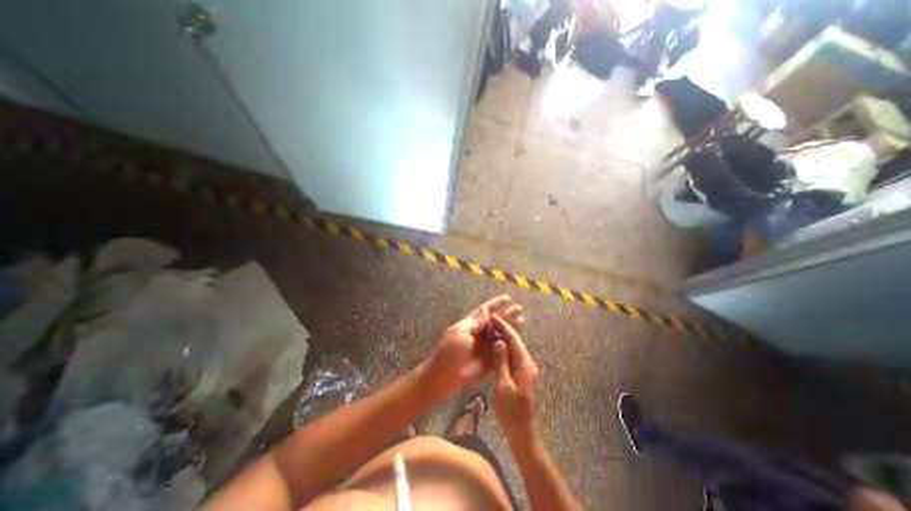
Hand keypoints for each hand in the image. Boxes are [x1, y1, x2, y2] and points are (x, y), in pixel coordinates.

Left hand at [421, 295, 522, 402]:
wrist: (446, 376)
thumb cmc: (449, 351)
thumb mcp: (460, 332)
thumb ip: (474, 322)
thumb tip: (485, 308)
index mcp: (471, 324)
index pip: (485, 311)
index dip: (496, 304)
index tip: (507, 298)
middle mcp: (480, 333)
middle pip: (496, 321)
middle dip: (507, 314)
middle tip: (519, 308)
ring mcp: (485, 346)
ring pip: (501, 334)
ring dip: (511, 327)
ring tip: (522, 320)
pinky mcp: (490, 359)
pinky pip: (501, 349)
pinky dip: (509, 344)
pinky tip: (519, 339)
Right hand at [492, 313, 538, 437]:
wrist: (522, 432)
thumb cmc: (511, 411)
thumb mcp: (503, 385)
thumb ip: (501, 362)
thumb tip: (499, 341)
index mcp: (525, 364)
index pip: (514, 340)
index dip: (503, 327)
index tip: (493, 317)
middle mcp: (528, 363)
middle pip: (516, 341)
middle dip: (504, 329)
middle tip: (491, 320)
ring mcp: (526, 369)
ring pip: (514, 348)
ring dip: (504, 338)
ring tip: (491, 328)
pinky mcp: (522, 374)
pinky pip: (513, 356)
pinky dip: (504, 349)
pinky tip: (496, 345)